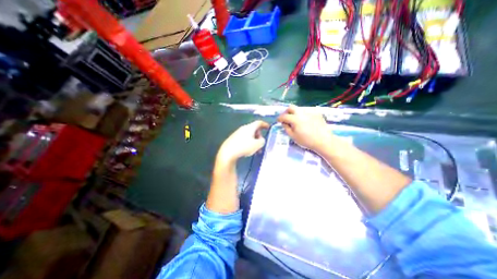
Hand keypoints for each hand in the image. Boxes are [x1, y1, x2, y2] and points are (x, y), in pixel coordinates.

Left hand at [219, 120, 269, 163]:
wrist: (228, 152)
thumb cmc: (244, 147)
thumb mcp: (257, 145)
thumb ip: (262, 141)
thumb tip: (261, 140)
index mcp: (250, 127)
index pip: (259, 122)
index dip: (264, 124)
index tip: (268, 127)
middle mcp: (243, 128)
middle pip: (254, 129)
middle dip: (259, 136)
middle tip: (261, 144)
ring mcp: (237, 133)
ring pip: (249, 135)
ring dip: (254, 141)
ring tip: (255, 150)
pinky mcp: (233, 138)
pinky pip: (243, 138)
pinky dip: (248, 143)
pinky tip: (247, 150)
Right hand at [276, 105, 333, 153]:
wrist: (324, 141)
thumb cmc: (306, 140)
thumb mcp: (293, 136)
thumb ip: (286, 128)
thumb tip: (284, 123)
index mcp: (295, 119)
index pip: (284, 116)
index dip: (279, 118)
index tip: (278, 121)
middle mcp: (302, 113)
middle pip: (291, 107)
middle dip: (286, 112)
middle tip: (286, 118)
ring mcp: (310, 112)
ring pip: (299, 109)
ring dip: (295, 113)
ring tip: (296, 121)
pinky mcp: (316, 113)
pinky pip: (307, 112)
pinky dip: (303, 116)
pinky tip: (306, 122)